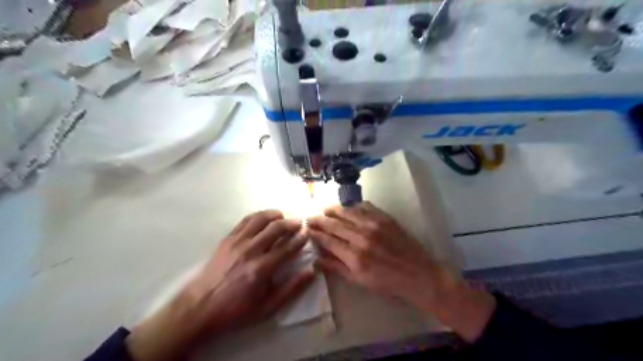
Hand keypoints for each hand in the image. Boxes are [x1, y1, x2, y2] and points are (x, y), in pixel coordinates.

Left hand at [127, 210, 313, 359]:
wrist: (199, 308)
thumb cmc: (236, 310)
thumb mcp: (268, 308)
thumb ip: (292, 289)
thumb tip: (312, 271)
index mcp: (261, 269)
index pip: (287, 247)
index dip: (300, 238)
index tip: (307, 233)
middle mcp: (250, 251)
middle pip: (275, 228)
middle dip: (291, 223)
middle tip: (299, 222)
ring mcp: (237, 242)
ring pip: (260, 219)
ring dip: (275, 215)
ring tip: (284, 216)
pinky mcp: (227, 239)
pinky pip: (245, 221)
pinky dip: (258, 215)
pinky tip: (265, 217)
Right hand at [306, 201, 495, 342]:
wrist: (420, 275)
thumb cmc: (389, 284)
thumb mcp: (360, 281)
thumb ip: (337, 267)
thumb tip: (317, 259)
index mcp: (354, 256)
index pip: (328, 240)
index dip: (316, 233)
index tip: (308, 229)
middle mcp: (361, 237)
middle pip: (334, 224)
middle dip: (320, 219)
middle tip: (310, 216)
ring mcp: (374, 225)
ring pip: (347, 212)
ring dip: (334, 209)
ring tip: (325, 208)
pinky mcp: (385, 218)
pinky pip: (365, 207)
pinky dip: (353, 205)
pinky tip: (348, 206)